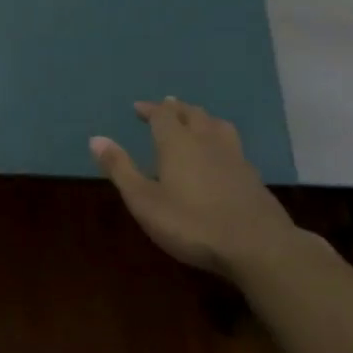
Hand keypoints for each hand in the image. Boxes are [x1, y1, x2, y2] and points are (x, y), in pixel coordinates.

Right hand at [91, 98, 292, 273]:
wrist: (256, 246)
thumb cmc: (191, 223)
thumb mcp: (144, 200)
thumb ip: (120, 169)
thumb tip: (96, 139)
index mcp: (177, 142)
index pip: (162, 114)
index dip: (149, 109)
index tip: (138, 108)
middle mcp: (206, 140)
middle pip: (191, 113)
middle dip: (175, 108)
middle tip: (165, 107)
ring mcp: (234, 156)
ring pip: (217, 124)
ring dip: (202, 117)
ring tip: (196, 120)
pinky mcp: (252, 176)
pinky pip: (233, 144)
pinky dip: (220, 138)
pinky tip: (221, 153)